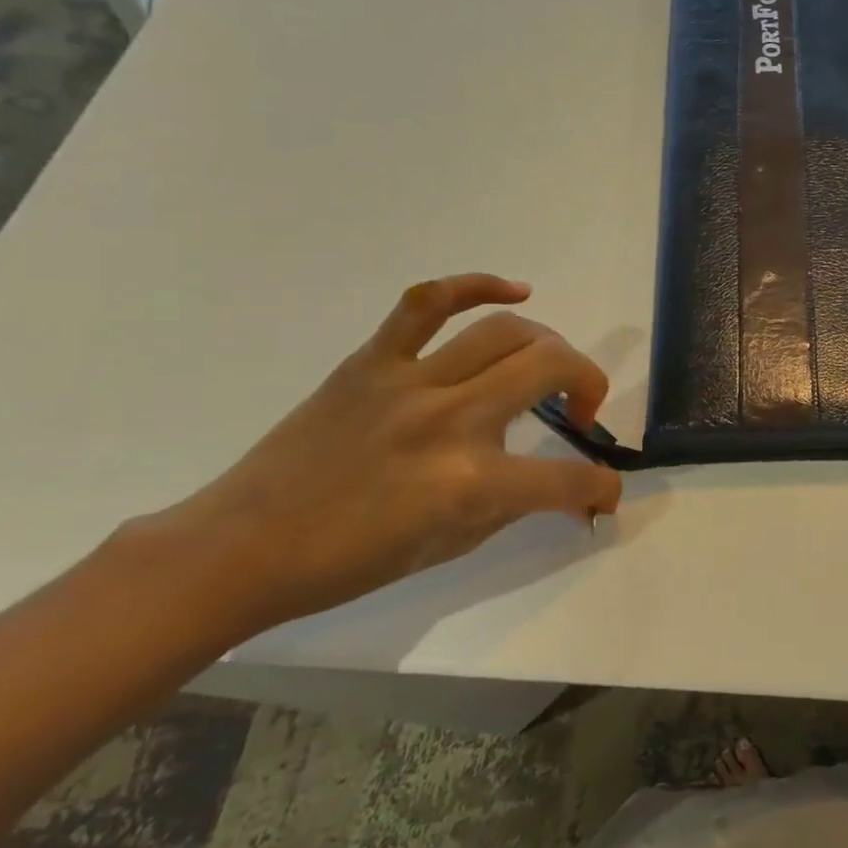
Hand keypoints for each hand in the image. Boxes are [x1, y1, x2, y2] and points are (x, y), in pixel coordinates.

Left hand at [144, 274, 622, 630]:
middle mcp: (450, 421)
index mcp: (470, 483)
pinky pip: (429, 302)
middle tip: (580, 409)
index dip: (602, 488)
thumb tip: (568, 491)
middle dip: (589, 385)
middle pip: (552, 368)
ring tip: (550, 365)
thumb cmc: (351, 561)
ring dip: (549, 345)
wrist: (244, 546)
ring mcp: (409, 382)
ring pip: (505, 332)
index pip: (569, 478)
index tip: (604, 492)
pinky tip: (514, 291)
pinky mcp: (372, 360)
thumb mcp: (452, 544)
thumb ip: (516, 505)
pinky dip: (477, 286)